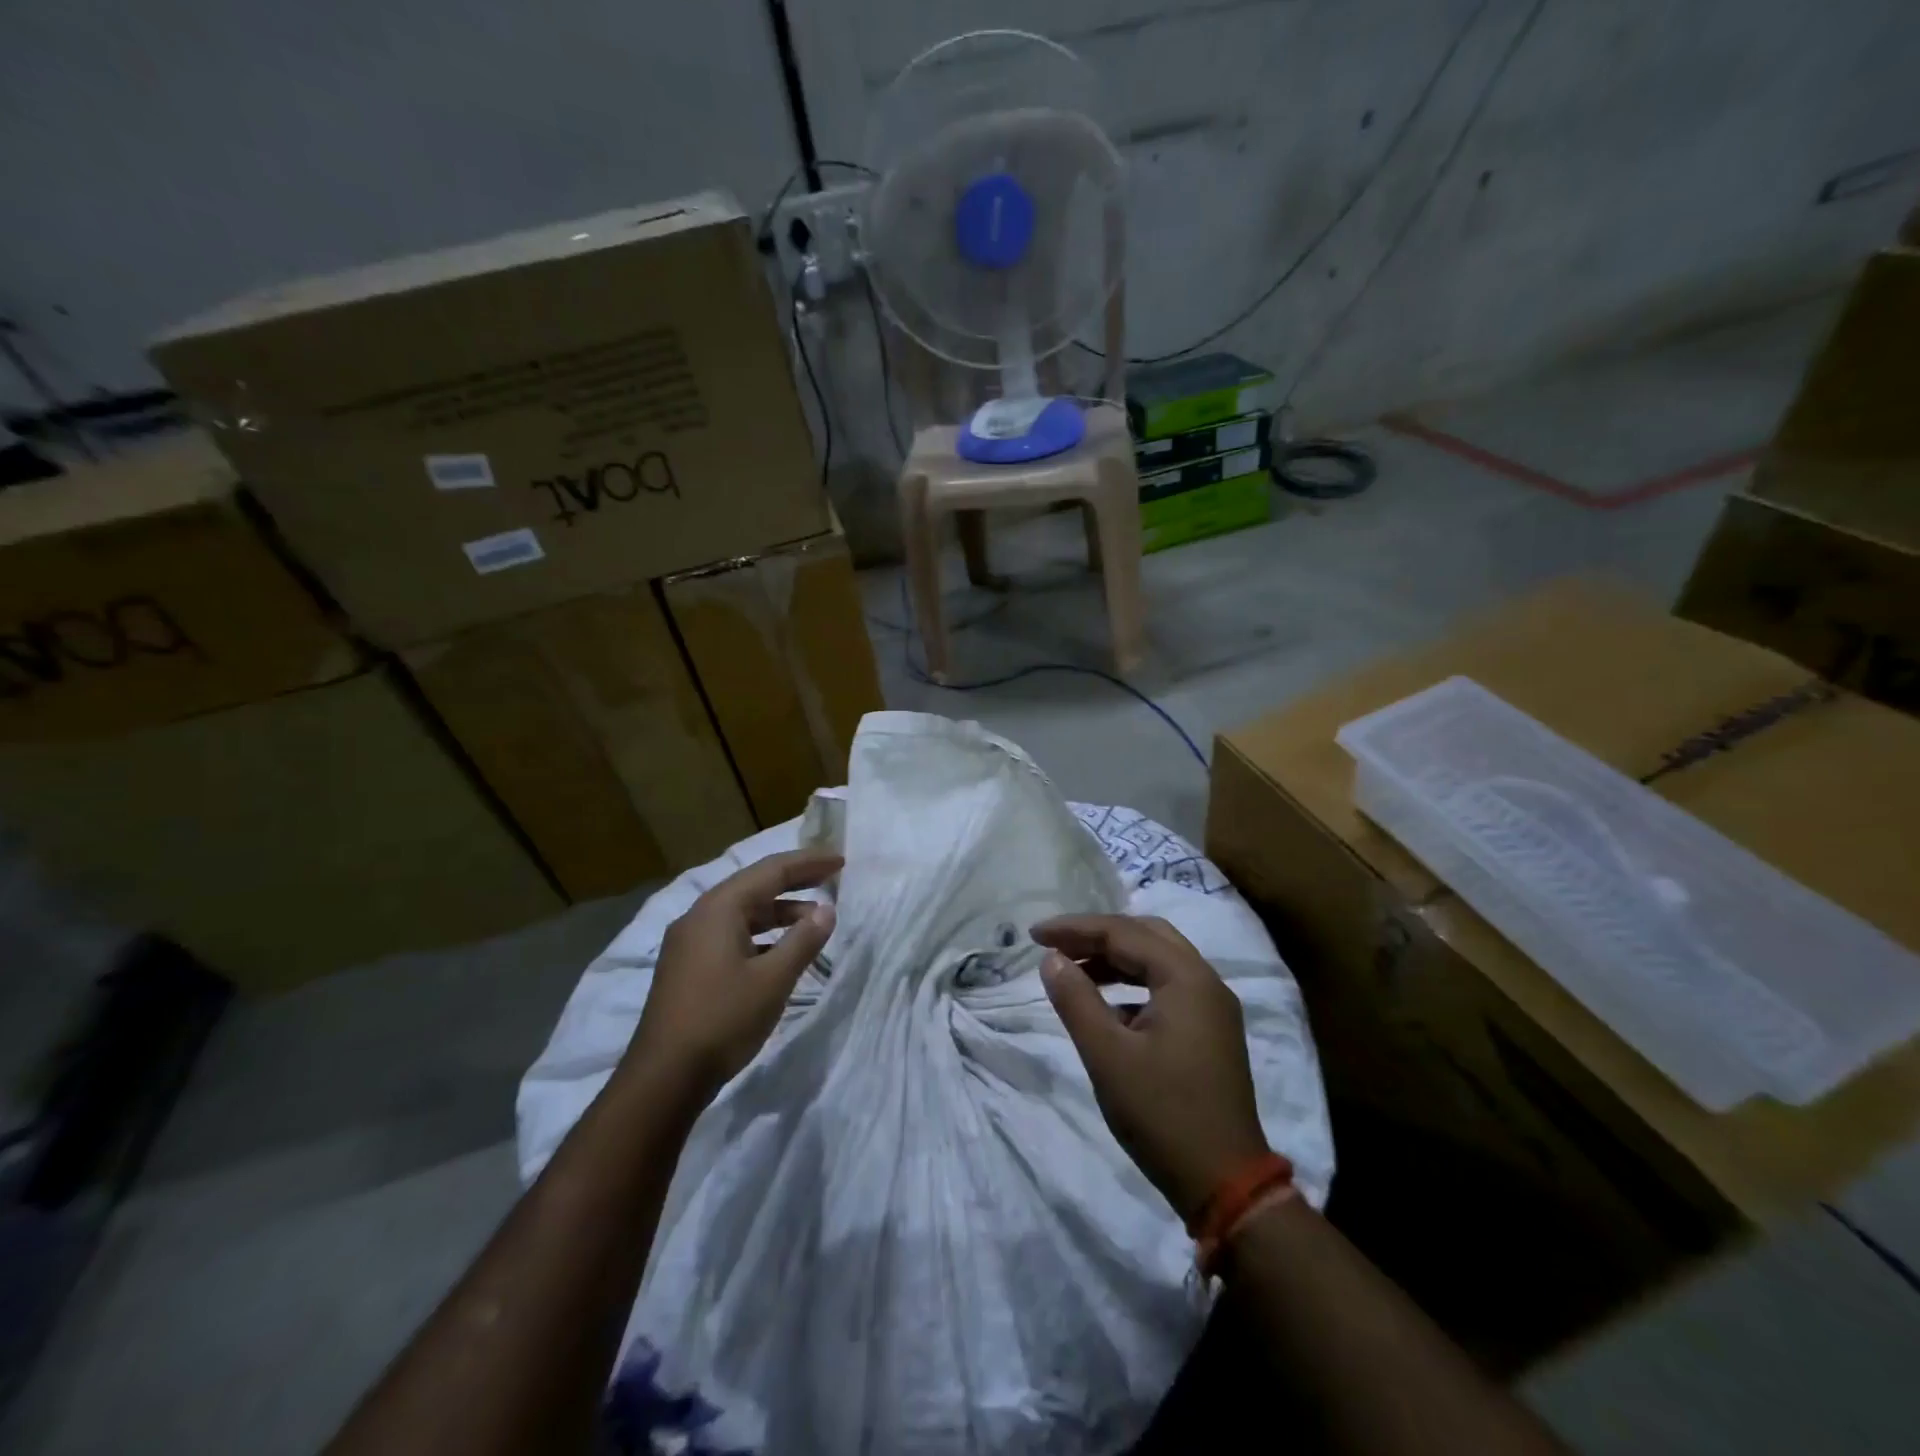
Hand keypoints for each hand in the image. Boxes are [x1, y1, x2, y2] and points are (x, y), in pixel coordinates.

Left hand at [626, 848, 840, 1102]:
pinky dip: (761, 935)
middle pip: (754, 886)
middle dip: (795, 882)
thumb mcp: (773, 980)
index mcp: (719, 909)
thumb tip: (827, 910)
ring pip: (742, 913)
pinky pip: (731, 935)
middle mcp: (700, 916)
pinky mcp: (687, 967)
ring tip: (815, 920)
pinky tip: (780, 952)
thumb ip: (803, 940)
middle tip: (832, 878)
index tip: (840, 860)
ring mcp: (689, 942)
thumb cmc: (722, 1019)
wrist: (664, 1077)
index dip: (808, 863)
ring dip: (779, 912)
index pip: (771, 870)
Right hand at [1032, 914, 1269, 1221]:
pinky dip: (1134, 985)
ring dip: (1116, 960)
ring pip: (1159, 961)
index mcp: (1186, 978)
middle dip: (1098, 936)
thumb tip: (1052, 959)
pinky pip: (1168, 988)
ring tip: (1074, 972)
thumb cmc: (1162, 1114)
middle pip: (1146, 936)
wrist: (1226, 1183)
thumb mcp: (1107, 1056)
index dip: (1075, 929)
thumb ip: (1076, 1000)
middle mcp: (1206, 982)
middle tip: (1057, 945)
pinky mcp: (1212, 1032)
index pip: (1123, 932)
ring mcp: (1213, 1008)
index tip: (1034, 935)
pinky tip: (1107, 1008)